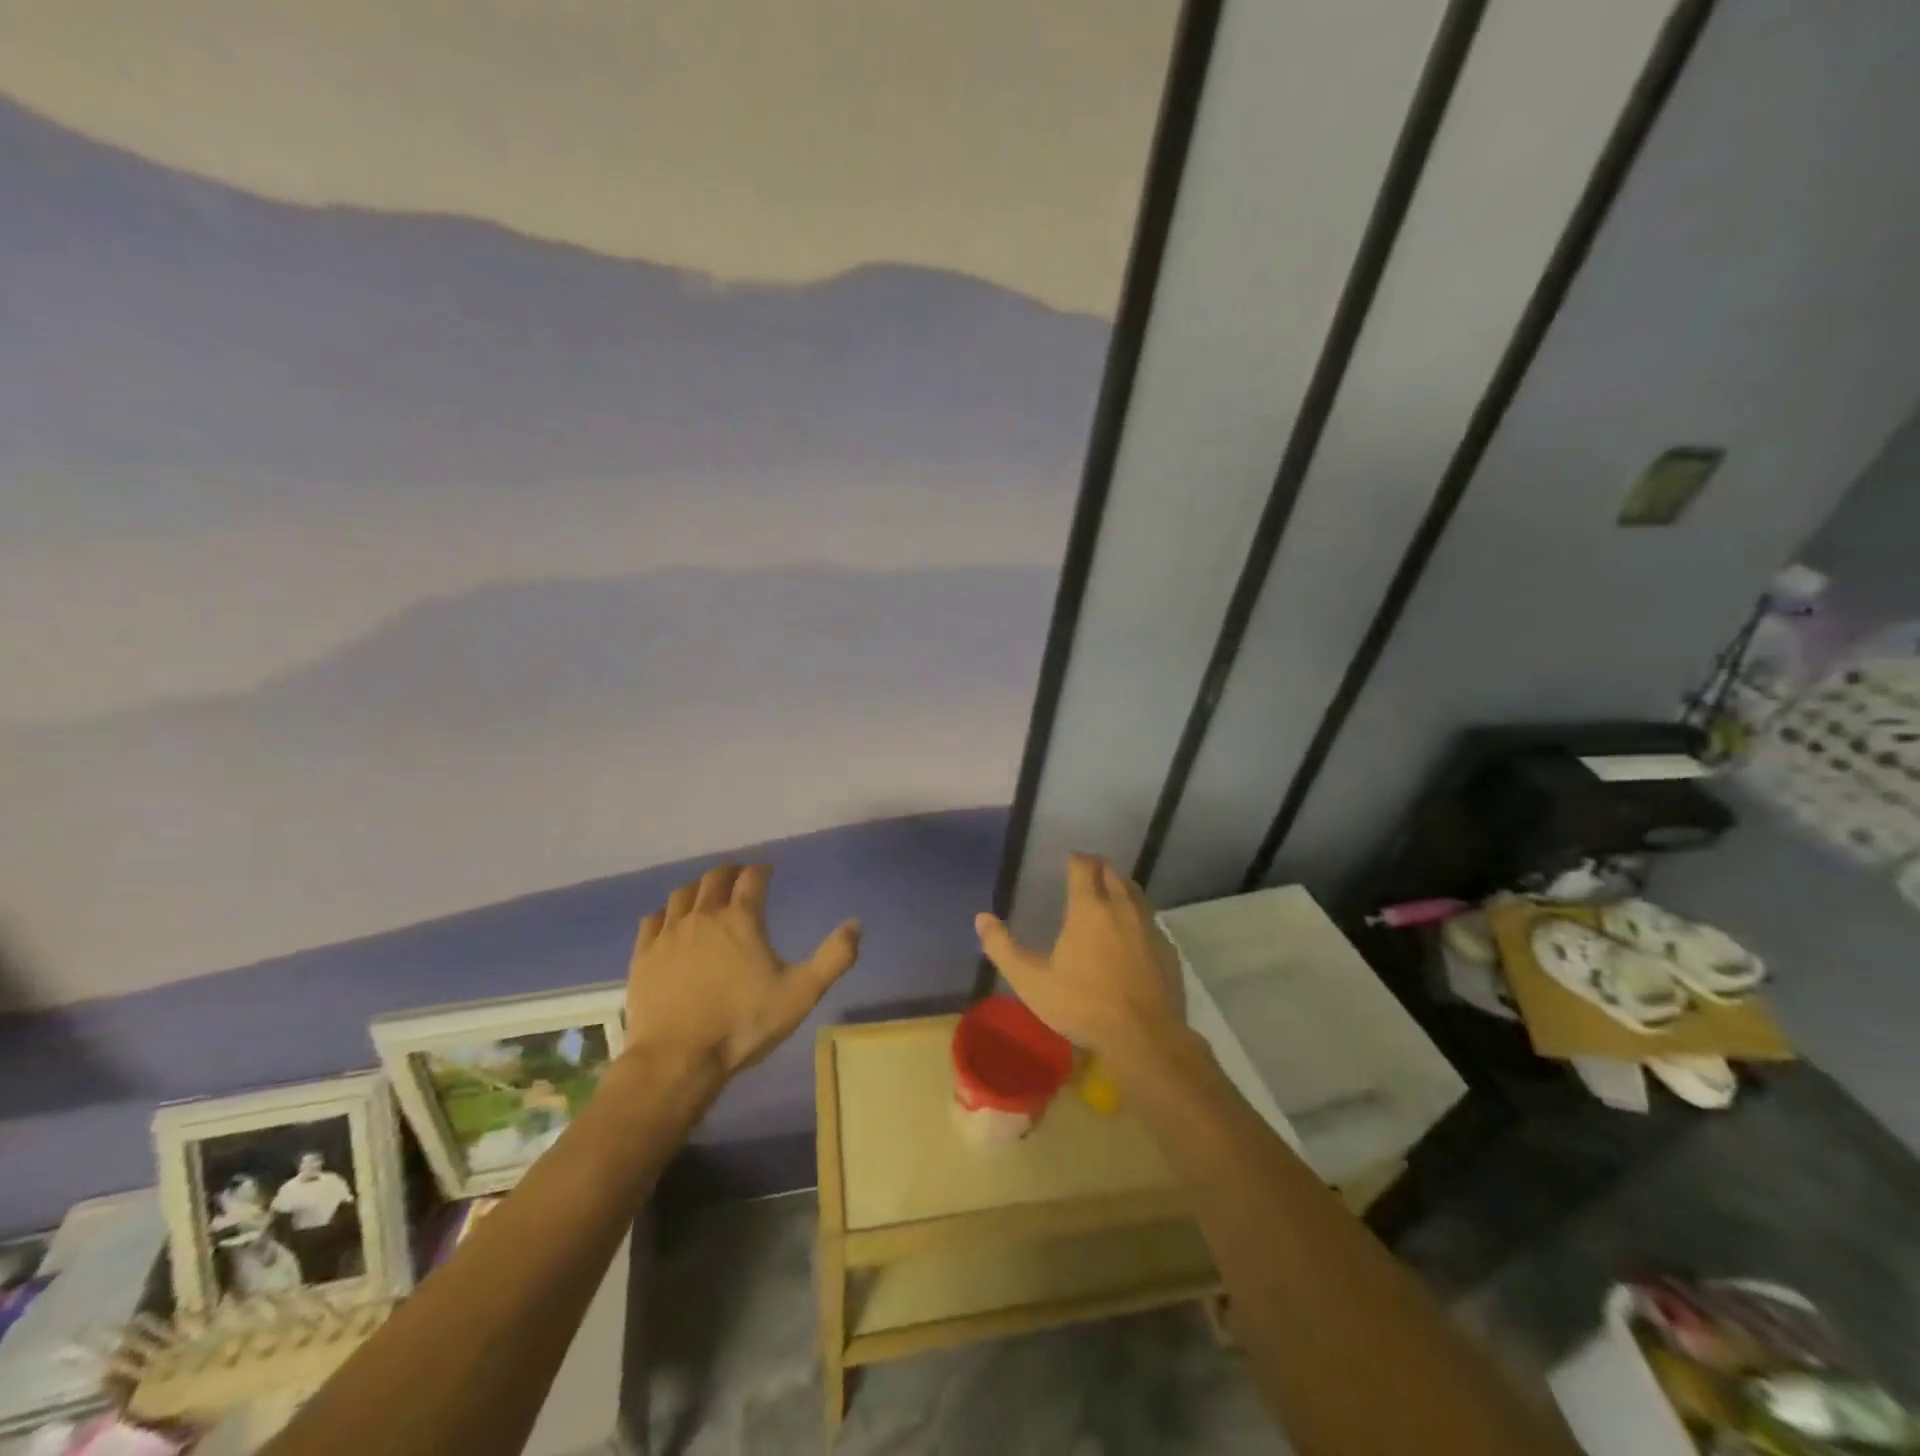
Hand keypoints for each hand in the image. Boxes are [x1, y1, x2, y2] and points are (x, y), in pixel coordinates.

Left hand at [624, 863, 860, 1079]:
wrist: (677, 1060)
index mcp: (741, 920)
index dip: (761, 870)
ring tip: (706, 893)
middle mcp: (703, 916)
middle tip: (739, 874)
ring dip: (698, 888)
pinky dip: (665, 913)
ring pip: (682, 894)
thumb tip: (856, 924)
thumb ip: (833, 958)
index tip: (767, 870)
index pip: (752, 879)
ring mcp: (668, 934)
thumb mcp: (800, 994)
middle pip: (715, 879)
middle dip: (730, 871)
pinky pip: (652, 920)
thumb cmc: (743, 1025)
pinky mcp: (643, 956)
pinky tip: (669, 920)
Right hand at [973, 852, 1183, 1059]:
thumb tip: (982, 918)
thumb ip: (1003, 948)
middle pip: (1112, 872)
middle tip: (1085, 871)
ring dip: (1119, 886)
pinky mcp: (1167, 948)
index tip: (1068, 859)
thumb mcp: (1032, 981)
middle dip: (1097, 866)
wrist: (1145, 1038)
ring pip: (1135, 892)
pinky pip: (1150, 919)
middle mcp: (1121, 908)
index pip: (1083, 867)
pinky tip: (1131, 932)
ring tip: (1107, 893)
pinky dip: (1137, 914)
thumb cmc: (1083, 1005)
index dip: (1075, 859)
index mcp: (1088, 909)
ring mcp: (1149, 927)